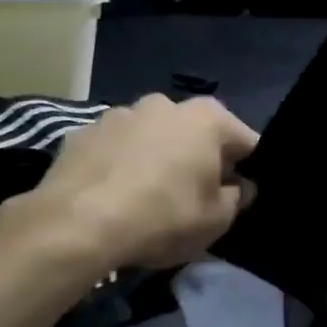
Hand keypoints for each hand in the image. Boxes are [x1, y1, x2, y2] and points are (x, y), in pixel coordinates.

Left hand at [33, 95, 258, 268]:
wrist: (78, 222)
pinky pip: (116, 149)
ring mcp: (119, 114)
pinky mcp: (84, 132)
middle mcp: (164, 103)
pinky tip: (114, 196)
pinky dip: (121, 165)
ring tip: (148, 197)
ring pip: (152, 137)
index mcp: (206, 118)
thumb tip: (240, 186)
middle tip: (195, 197)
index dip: (248, 169)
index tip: (241, 195)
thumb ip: (236, 199)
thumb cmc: (162, 216)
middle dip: (199, 159)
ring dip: (157, 158)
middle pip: (195, 133)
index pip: (244, 140)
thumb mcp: (215, 221)